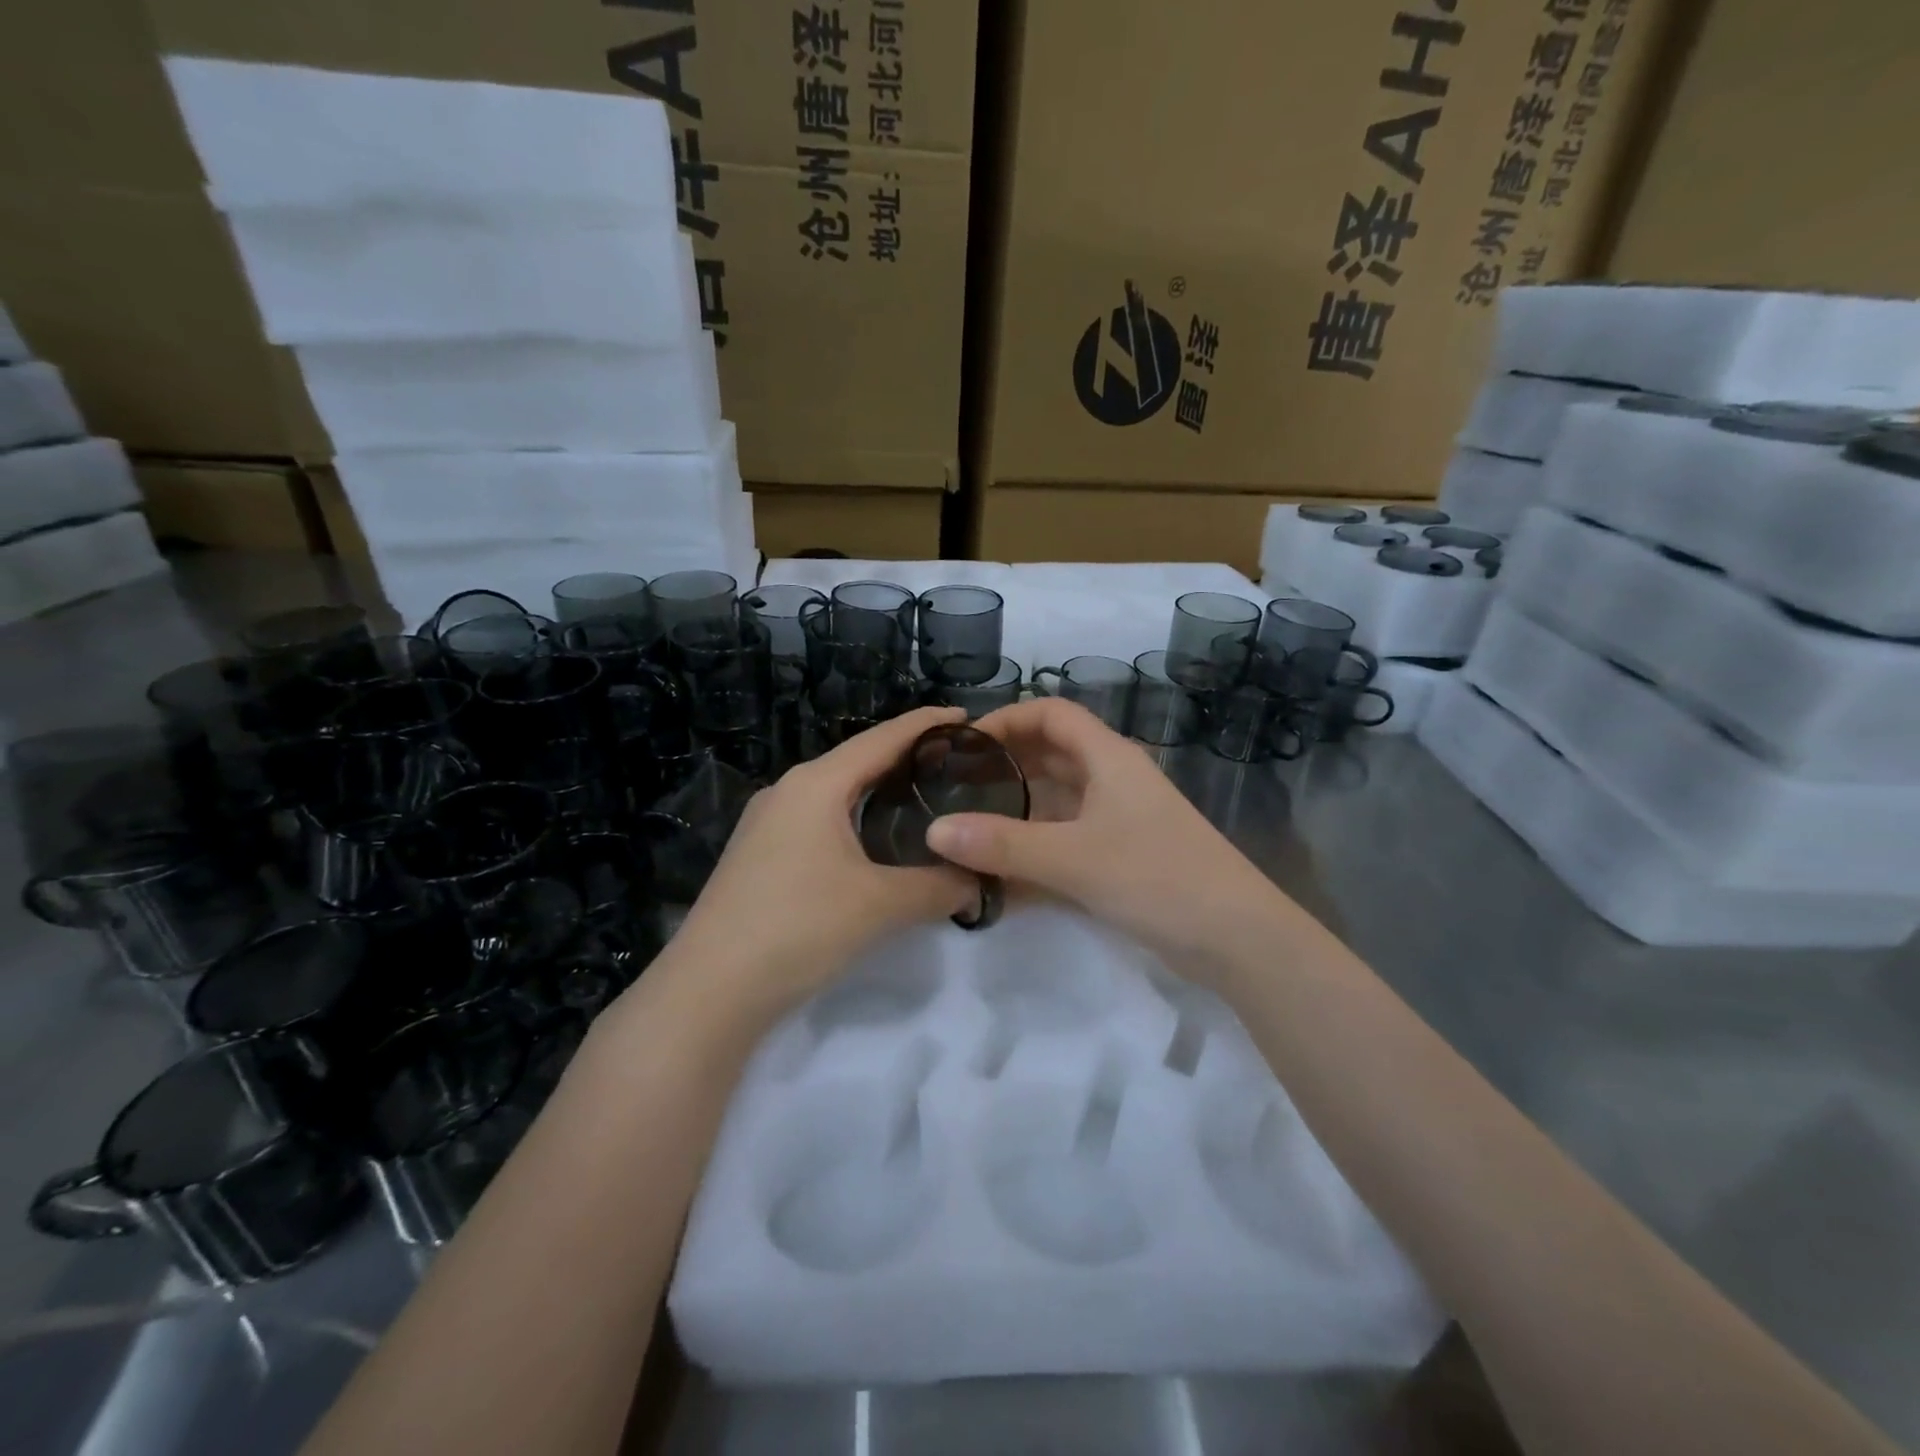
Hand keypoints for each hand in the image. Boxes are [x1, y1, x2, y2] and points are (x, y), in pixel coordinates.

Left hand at [660, 706, 978, 1030]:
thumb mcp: (880, 906)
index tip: (967, 716)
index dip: (927, 724)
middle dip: (907, 756)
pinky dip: (856, 816)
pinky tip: (876, 839)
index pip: (882, 738)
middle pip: (858, 760)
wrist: (708, 991)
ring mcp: (768, 822)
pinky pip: (820, 818)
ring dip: (880, 788)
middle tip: (958, 762)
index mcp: (816, 784)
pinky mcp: (760, 854)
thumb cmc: (798, 929)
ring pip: (837, 791)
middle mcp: (788, 790)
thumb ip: (940, 888)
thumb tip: (982, 883)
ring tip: (924, 795)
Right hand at [925, 698, 1291, 982]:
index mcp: (1108, 758)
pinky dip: (1035, 847)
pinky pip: (1066, 838)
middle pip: (1050, 754)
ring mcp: (1118, 820)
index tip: (962, 744)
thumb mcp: (1073, 858)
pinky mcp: (1121, 857)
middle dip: (1004, 765)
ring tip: (966, 826)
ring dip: (1016, 809)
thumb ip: (1002, 844)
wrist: (1237, 938)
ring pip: (1057, 799)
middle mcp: (1112, 780)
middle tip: (952, 787)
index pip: (1051, 714)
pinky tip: (1000, 872)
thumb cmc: (1158, 877)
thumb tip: (933, 830)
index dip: (1006, 718)